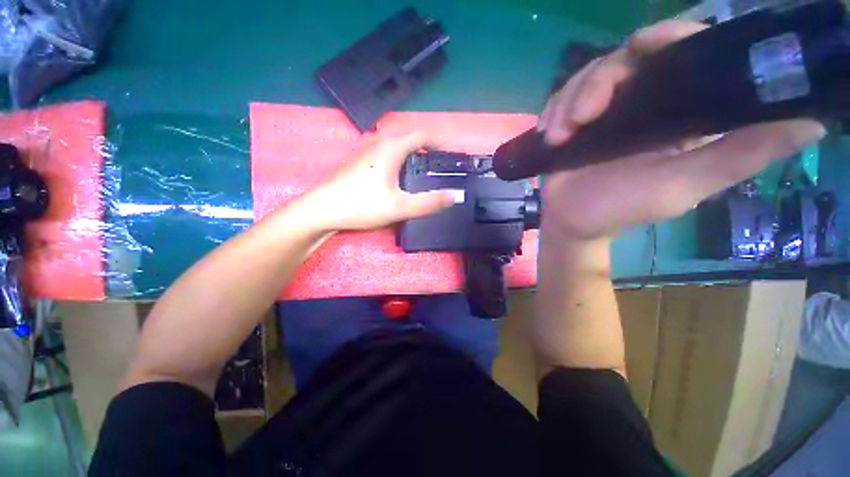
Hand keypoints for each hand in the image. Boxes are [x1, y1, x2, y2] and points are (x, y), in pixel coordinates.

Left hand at [305, 131, 454, 231]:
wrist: (322, 210)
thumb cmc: (362, 205)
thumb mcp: (400, 207)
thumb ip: (429, 202)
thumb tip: (456, 196)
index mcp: (391, 148)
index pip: (421, 134)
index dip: (439, 141)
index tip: (451, 153)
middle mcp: (378, 143)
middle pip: (408, 135)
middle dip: (427, 145)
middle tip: (439, 161)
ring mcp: (366, 151)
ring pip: (395, 143)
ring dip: (412, 150)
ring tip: (423, 167)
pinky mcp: (359, 161)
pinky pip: (385, 151)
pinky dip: (400, 156)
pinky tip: (399, 174)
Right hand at [537, 20, 825, 240]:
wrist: (570, 221)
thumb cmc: (623, 208)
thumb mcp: (686, 185)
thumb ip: (741, 155)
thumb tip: (814, 121)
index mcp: (681, 110)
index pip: (685, 52)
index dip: (669, 37)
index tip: (644, 43)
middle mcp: (645, 101)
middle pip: (625, 59)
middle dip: (597, 83)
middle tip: (580, 118)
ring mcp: (606, 110)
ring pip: (587, 77)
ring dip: (568, 103)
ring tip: (558, 136)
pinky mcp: (575, 121)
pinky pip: (562, 97)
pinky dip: (553, 111)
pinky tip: (548, 132)